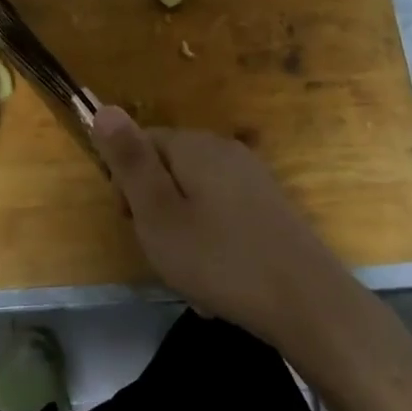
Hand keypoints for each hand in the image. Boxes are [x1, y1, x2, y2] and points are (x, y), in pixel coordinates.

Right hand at [92, 106, 348, 349]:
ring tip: (193, 279)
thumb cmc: (219, 258)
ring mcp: (253, 179)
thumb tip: (104, 108)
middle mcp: (226, 151)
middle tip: (163, 252)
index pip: (141, 143)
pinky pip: (223, 219)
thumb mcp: (158, 213)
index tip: (132, 223)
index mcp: (195, 146)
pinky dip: (213, 246)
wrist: (307, 302)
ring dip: (184, 236)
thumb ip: (129, 161)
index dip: (127, 182)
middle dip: (157, 212)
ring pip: (195, 200)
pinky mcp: (269, 208)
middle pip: (169, 171)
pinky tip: (219, 284)